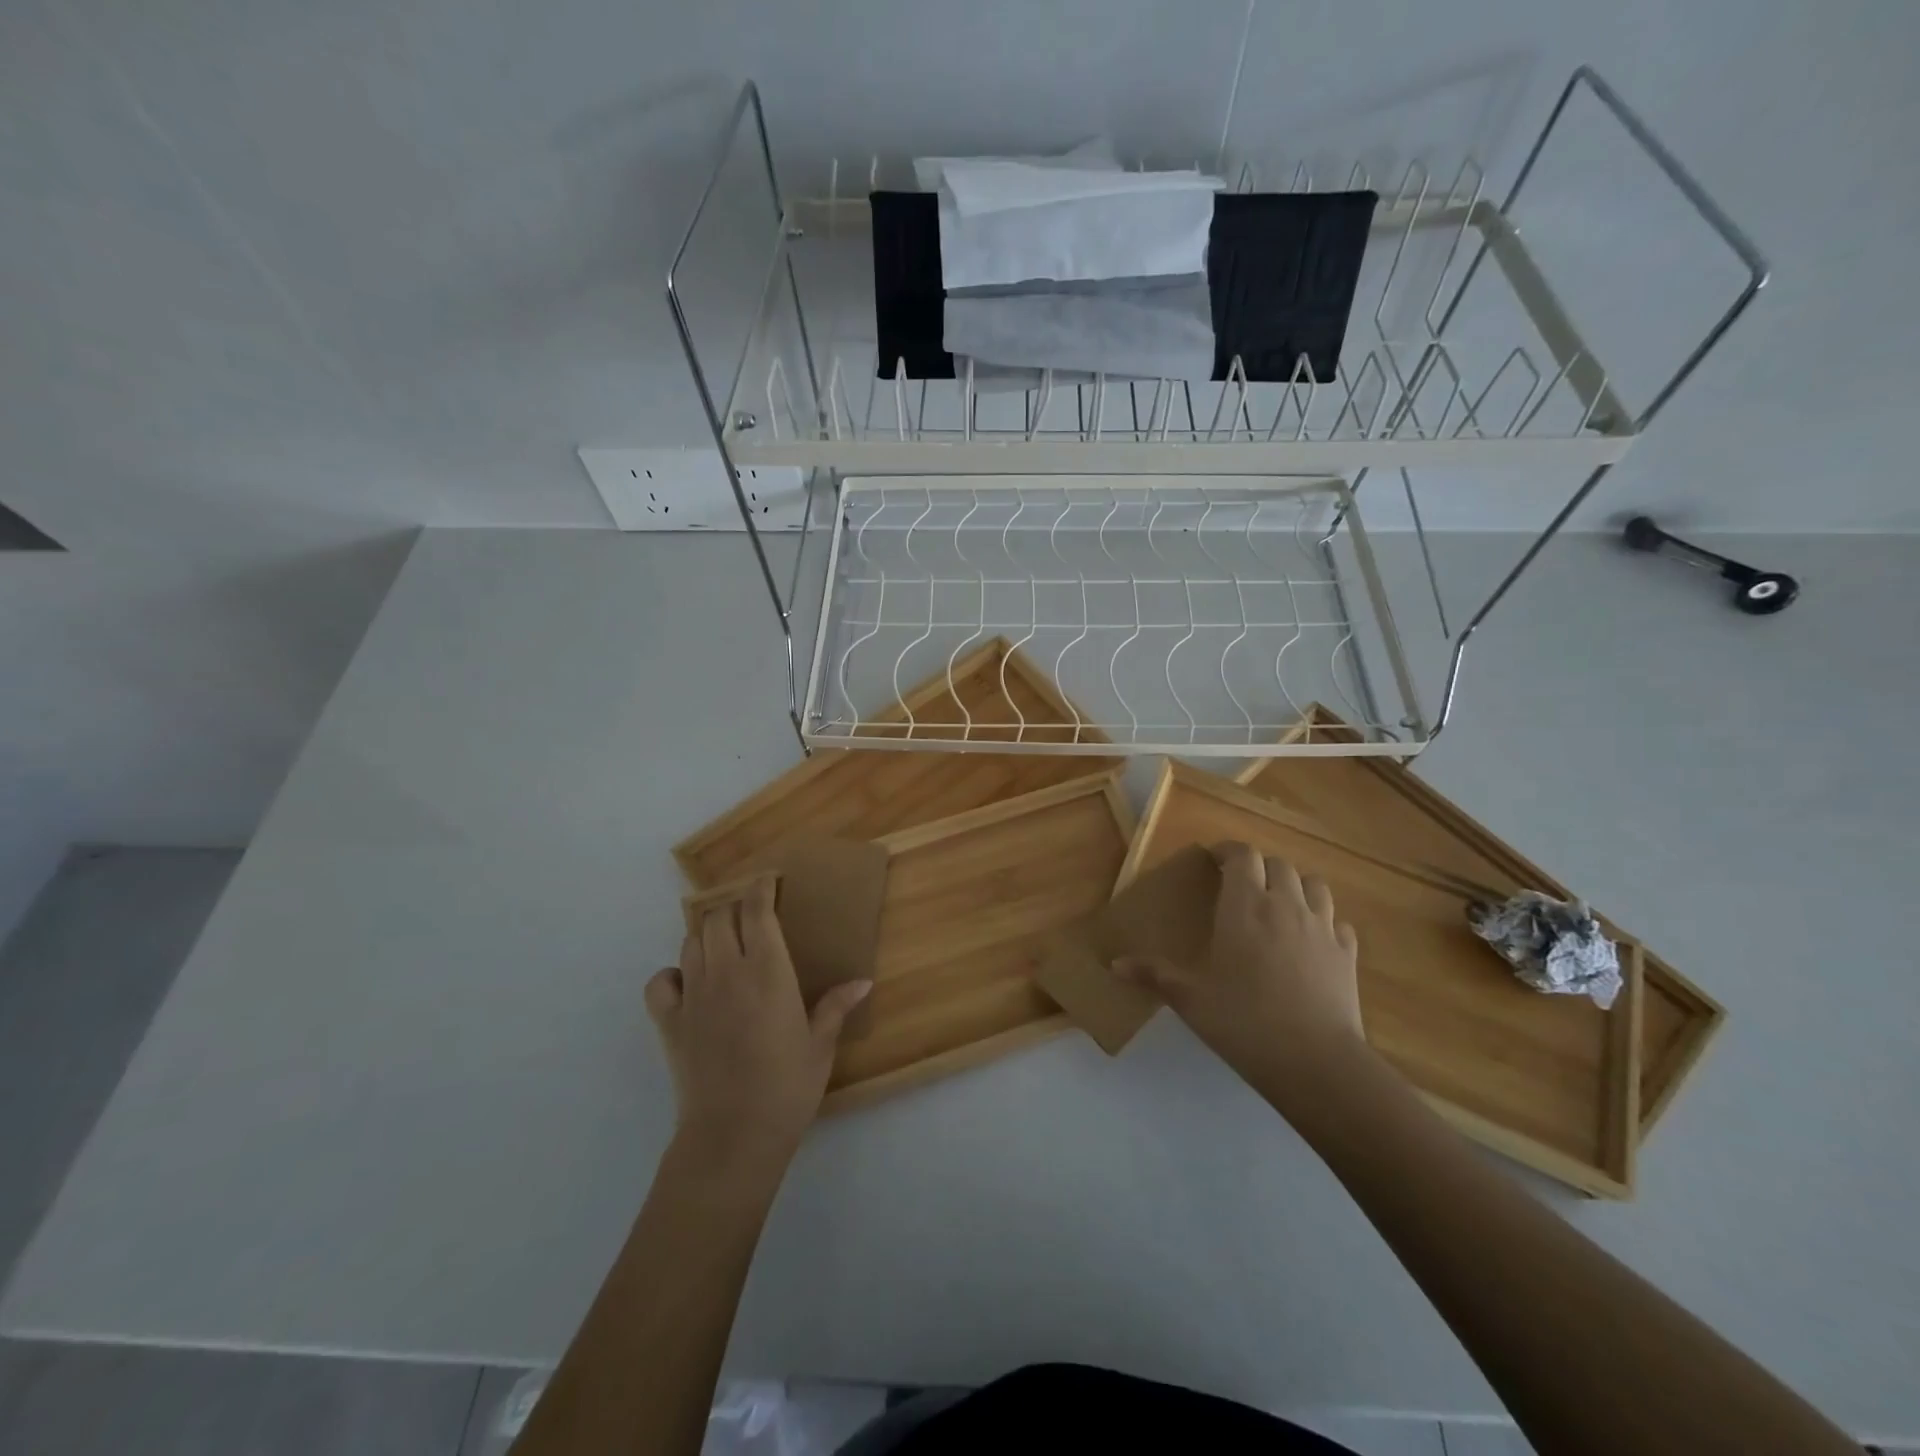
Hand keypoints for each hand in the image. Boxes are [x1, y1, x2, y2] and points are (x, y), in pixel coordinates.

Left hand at [645, 876, 870, 1176]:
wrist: (733, 1136)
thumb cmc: (787, 1088)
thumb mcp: (820, 1046)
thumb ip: (837, 1006)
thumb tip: (863, 981)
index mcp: (768, 971)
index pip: (756, 910)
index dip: (760, 888)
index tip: (768, 881)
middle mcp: (727, 972)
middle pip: (719, 918)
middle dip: (734, 908)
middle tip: (751, 918)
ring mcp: (693, 995)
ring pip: (691, 942)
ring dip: (708, 935)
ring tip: (725, 946)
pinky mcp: (669, 1022)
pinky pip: (660, 981)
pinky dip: (672, 973)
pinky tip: (688, 983)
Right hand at [1118, 842, 1365, 1087]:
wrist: (1315, 1061)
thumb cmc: (1243, 1020)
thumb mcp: (1189, 998)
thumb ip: (1153, 974)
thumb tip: (1114, 964)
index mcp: (1245, 905)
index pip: (1242, 855)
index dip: (1228, 851)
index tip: (1214, 860)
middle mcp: (1285, 904)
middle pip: (1277, 865)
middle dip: (1259, 868)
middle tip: (1241, 887)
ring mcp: (1323, 927)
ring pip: (1314, 885)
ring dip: (1295, 887)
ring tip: (1279, 905)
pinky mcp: (1347, 953)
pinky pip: (1338, 921)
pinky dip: (1324, 921)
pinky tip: (1311, 940)